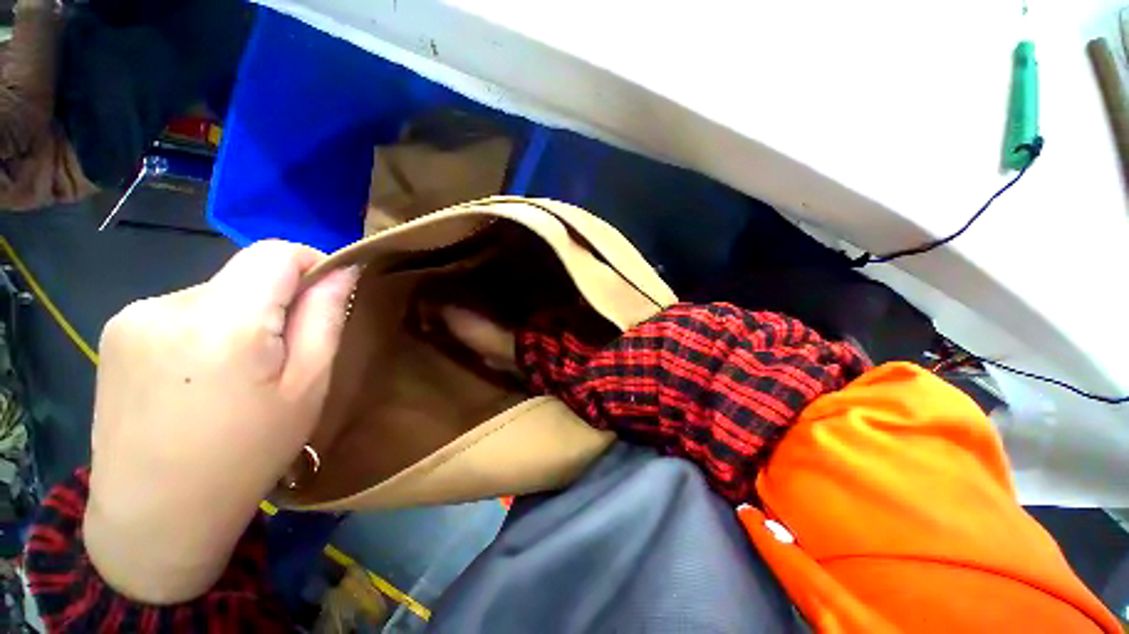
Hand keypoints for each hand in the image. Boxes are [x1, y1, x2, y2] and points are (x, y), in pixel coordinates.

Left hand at [83, 240, 356, 603]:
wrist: (154, 517)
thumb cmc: (245, 455)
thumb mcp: (307, 387)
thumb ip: (325, 317)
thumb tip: (342, 270)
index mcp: (224, 321)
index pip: (277, 252)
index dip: (311, 264)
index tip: (326, 297)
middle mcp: (169, 304)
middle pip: (245, 275)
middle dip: (275, 303)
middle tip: (280, 358)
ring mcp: (133, 315)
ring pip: (214, 293)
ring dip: (238, 319)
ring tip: (235, 374)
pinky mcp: (115, 331)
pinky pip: (180, 311)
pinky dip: (204, 330)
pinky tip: (197, 377)